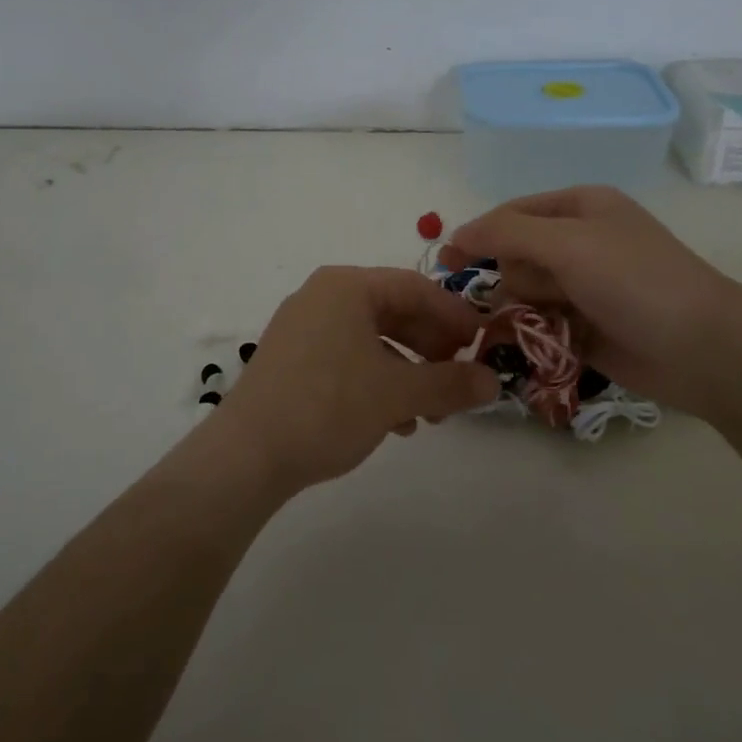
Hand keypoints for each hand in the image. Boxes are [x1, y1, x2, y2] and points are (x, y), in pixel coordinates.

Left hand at [214, 267, 500, 496]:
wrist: (246, 454)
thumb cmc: (328, 406)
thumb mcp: (397, 394)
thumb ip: (450, 383)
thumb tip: (495, 382)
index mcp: (346, 287)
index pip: (416, 288)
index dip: (455, 316)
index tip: (483, 345)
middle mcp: (322, 297)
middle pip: (393, 312)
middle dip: (432, 348)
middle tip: (459, 380)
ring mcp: (302, 328)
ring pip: (371, 339)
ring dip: (408, 371)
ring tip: (431, 412)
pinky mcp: (291, 359)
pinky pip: (347, 357)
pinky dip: (377, 381)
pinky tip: (394, 421)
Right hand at [439, 186, 741, 417]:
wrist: (702, 348)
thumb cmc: (635, 280)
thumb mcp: (568, 243)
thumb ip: (506, 233)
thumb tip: (456, 234)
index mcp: (580, 206)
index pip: (510, 213)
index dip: (478, 235)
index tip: (448, 263)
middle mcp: (580, 241)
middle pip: (514, 255)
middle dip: (515, 277)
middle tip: (542, 294)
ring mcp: (584, 285)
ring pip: (523, 292)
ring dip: (524, 309)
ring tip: (550, 325)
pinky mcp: (585, 325)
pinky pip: (539, 323)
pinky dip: (535, 333)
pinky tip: (545, 343)